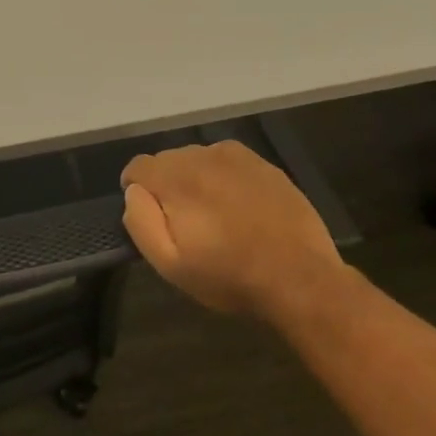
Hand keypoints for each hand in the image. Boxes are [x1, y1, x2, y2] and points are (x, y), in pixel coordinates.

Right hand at [120, 141, 342, 320]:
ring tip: (214, 214)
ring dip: (195, 179)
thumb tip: (134, 192)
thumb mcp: (168, 263)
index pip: (137, 167)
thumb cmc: (228, 275)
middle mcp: (202, 156)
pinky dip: (222, 177)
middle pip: (166, 161)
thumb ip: (140, 221)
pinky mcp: (262, 164)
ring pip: (196, 159)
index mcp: (175, 179)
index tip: (154, 219)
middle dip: (167, 186)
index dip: (138, 193)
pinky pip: (226, 161)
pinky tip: (237, 205)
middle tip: (185, 222)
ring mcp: (235, 157)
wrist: (301, 279)